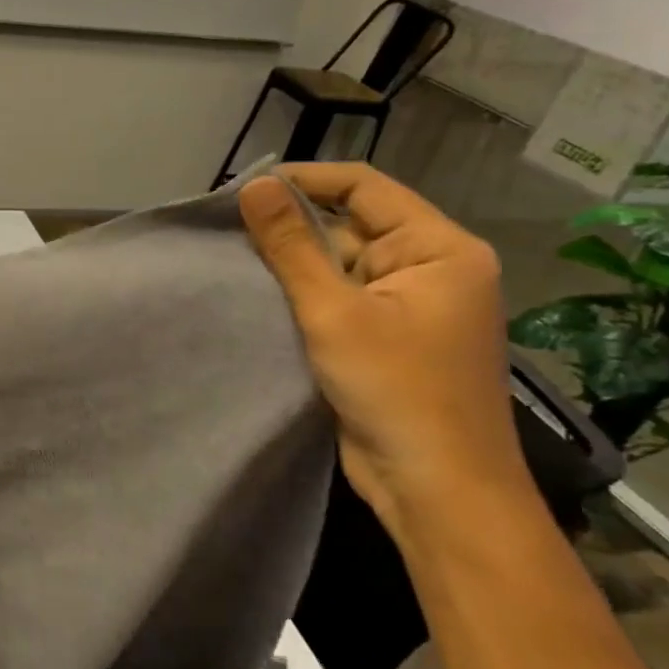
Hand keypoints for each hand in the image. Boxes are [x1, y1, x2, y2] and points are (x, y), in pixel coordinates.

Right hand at [238, 164, 535, 540]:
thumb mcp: (333, 311)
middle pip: (352, 223)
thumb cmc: (395, 390)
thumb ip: (291, 245)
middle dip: (293, 225)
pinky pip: (341, 295)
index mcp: (440, 248)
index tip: (245, 190)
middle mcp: (431, 267)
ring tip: (235, 259)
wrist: (437, 488)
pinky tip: (261, 294)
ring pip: (341, 261)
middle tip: (229, 229)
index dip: (305, 180)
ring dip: (294, 262)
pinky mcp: (388, 335)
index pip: (365, 188)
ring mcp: (410, 304)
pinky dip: (304, 293)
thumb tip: (255, 186)